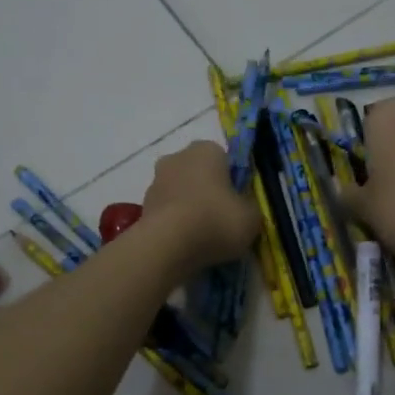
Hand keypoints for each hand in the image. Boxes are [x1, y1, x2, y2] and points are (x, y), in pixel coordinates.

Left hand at [140, 140, 259, 270]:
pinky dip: (174, 223)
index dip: (233, 182)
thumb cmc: (216, 220)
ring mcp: (155, 180)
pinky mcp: (142, 205)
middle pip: (199, 173)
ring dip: (189, 207)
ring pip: (180, 192)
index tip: (238, 204)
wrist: (168, 245)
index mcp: (207, 150)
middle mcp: (177, 157)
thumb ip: (249, 207)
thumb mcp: (252, 217)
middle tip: (221, 219)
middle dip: (208, 191)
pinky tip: (184, 243)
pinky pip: (167, 211)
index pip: (225, 160)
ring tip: (201, 236)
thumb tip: (242, 209)